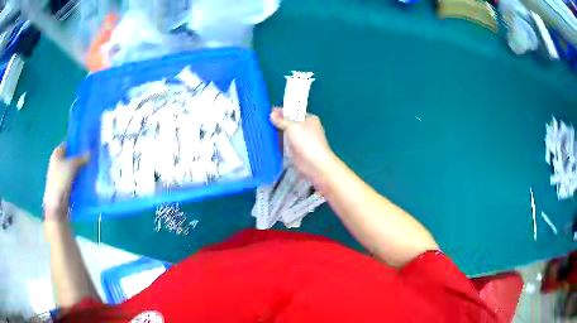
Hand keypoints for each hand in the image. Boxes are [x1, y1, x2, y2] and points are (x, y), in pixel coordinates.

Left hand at [43, 143, 88, 218]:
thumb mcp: (71, 165)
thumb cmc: (60, 181)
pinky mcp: (66, 187)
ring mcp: (62, 176)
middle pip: (72, 158)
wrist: (56, 206)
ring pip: (74, 170)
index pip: (69, 144)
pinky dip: (81, 180)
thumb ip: (81, 158)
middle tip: (93, 157)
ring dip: (82, 170)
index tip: (88, 145)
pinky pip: (75, 180)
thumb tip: (90, 152)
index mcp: (57, 154)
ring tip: (93, 169)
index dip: (78, 143)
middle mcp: (58, 163)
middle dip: (81, 158)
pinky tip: (89, 181)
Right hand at [270, 108, 336, 183]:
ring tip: (262, 128)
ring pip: (286, 132)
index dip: (282, 111)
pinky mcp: (295, 149)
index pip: (293, 111)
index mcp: (309, 118)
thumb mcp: (293, 127)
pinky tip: (267, 139)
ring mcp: (300, 139)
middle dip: (278, 120)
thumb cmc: (307, 141)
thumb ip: (282, 120)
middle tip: (263, 119)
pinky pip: (285, 142)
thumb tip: (271, 113)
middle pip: (289, 121)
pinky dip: (278, 140)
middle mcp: (305, 127)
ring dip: (277, 131)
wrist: (315, 164)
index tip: (269, 111)